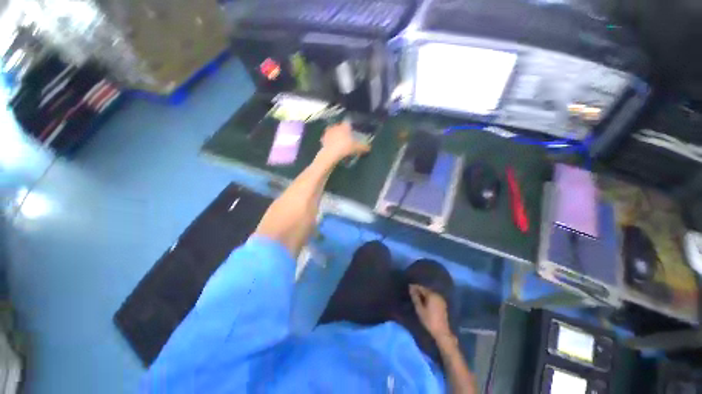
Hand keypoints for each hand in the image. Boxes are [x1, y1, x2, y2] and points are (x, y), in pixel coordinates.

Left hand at [319, 122, 369, 161]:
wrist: (331, 154)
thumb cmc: (345, 148)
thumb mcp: (357, 148)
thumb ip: (364, 147)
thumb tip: (369, 147)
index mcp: (344, 126)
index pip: (348, 123)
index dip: (350, 127)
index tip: (352, 131)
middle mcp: (336, 127)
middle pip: (340, 127)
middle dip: (343, 132)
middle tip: (346, 139)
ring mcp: (328, 132)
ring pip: (333, 132)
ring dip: (336, 136)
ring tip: (339, 142)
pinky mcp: (323, 138)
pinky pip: (327, 138)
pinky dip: (330, 141)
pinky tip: (332, 146)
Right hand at [409, 284, 452, 339]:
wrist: (442, 332)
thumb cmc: (429, 320)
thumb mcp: (419, 309)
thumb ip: (415, 297)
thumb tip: (411, 288)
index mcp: (431, 295)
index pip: (421, 288)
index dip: (414, 286)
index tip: (408, 286)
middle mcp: (437, 295)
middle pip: (426, 289)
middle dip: (419, 290)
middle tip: (412, 292)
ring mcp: (441, 299)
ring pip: (430, 293)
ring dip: (424, 294)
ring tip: (417, 296)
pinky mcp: (442, 304)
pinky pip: (433, 297)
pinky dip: (428, 297)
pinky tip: (424, 300)